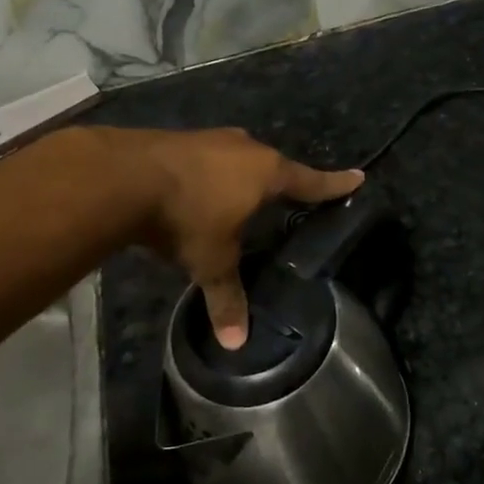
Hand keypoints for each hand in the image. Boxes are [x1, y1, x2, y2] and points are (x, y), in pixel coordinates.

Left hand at [116, 128, 362, 348]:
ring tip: (239, 195)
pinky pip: (210, 157)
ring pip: (239, 158)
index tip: (358, 177)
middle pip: (275, 166)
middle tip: (288, 198)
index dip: (335, 184)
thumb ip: (227, 298)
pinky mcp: (182, 138)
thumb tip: (238, 344)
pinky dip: (211, 173)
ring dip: (242, 175)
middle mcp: (246, 149)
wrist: (125, 176)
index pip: (311, 182)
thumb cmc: (187, 216)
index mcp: (267, 173)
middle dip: (281, 182)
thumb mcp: (211, 262)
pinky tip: (199, 189)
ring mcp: (213, 139)